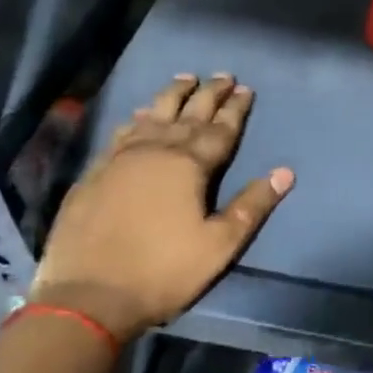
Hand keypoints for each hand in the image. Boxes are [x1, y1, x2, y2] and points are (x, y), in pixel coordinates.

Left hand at [32, 74, 292, 339]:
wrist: (86, 297)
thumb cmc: (162, 272)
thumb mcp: (219, 245)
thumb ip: (252, 205)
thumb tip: (285, 172)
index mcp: (189, 165)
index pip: (220, 129)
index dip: (236, 109)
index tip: (246, 89)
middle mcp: (157, 151)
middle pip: (188, 113)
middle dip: (209, 93)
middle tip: (223, 75)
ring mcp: (121, 159)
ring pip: (152, 115)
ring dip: (172, 95)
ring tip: (185, 78)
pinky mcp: (95, 172)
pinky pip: (121, 133)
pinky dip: (136, 119)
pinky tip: (138, 114)